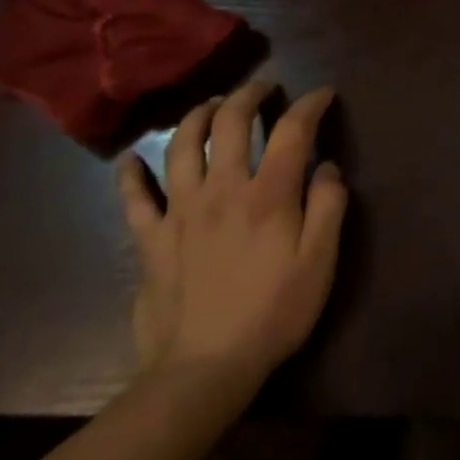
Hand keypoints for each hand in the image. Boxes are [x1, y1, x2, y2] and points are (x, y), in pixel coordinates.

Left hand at [116, 81, 348, 399]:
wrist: (202, 371)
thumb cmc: (273, 312)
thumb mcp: (321, 261)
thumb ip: (329, 205)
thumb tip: (326, 166)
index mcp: (269, 193)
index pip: (292, 129)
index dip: (310, 103)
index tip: (323, 94)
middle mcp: (222, 189)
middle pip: (229, 122)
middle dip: (248, 95)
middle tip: (262, 88)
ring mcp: (180, 212)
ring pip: (181, 146)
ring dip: (197, 117)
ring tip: (211, 106)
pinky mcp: (150, 241)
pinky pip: (133, 199)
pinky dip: (130, 175)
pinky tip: (131, 160)